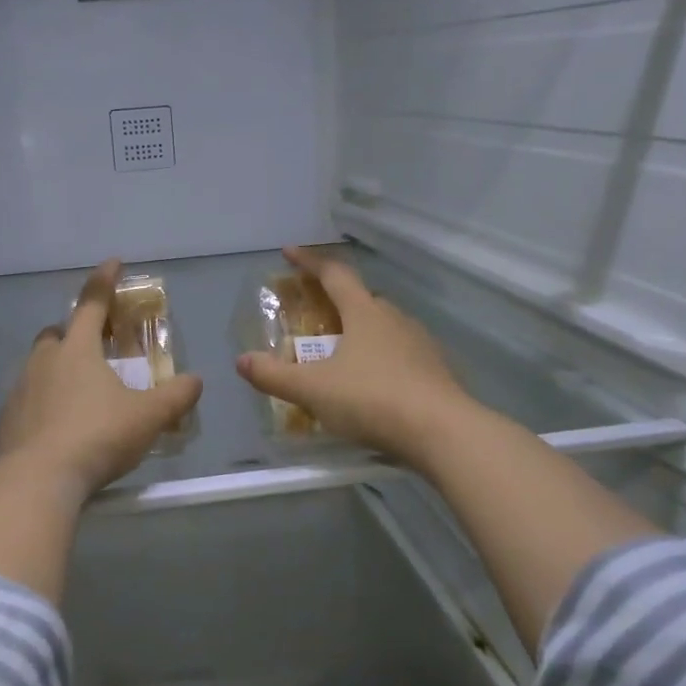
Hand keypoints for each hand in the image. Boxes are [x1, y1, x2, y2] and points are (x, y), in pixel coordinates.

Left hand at [0, 259, 202, 502]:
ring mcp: (19, 389)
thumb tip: (196, 381)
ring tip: (80, 392)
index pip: (92, 303)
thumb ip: (175, 397)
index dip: (105, 280)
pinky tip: (58, 425)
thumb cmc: (97, 437)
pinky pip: (27, 398)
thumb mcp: (147, 417)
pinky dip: (43, 401)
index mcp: (78, 350)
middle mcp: (44, 361)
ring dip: (58, 368)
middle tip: (96, 348)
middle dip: (75, 332)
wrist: (37, 479)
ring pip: (38, 365)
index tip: (113, 262)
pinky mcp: (6, 419)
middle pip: (57, 333)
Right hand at [236, 245, 478, 468]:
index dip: (309, 262)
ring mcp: (420, 344)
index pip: (334, 274)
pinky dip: (381, 359)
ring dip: (360, 331)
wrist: (444, 433)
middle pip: (361, 299)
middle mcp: (394, 319)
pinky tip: (372, 384)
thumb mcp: (313, 390)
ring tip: (341, 352)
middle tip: (314, 313)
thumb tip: (242, 361)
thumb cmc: (372, 399)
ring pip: (384, 327)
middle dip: (335, 301)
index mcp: (364, 312)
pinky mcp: (436, 371)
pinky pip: (400, 354)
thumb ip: (275, 375)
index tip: (289, 252)